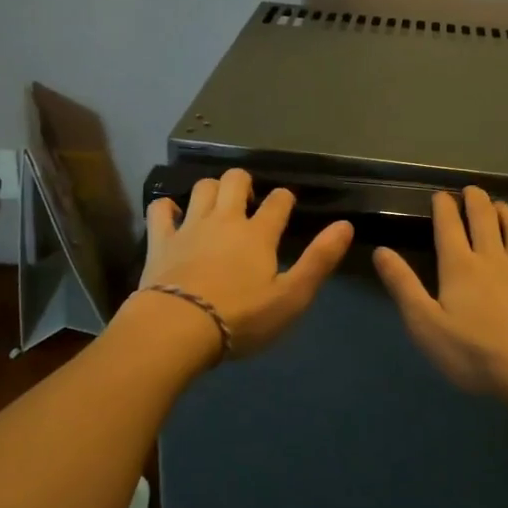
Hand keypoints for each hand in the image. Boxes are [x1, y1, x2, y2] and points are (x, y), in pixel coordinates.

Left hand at [139, 168, 353, 357]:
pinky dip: (168, 207)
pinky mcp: (161, 240)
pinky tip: (174, 216)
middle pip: (235, 180)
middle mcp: (225, 220)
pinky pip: (161, 209)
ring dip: (211, 190)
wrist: (178, 327)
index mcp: (258, 234)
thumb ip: (319, 260)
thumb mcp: (291, 297)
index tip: (285, 206)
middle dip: (244, 183)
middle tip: (247, 202)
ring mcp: (190, 226)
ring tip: (216, 206)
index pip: (278, 201)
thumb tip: (346, 225)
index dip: (284, 199)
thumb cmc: (241, 318)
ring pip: (202, 187)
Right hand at [373, 186, 507, 394]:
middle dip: (476, 200)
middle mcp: (492, 258)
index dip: (444, 207)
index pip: (448, 226)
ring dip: (507, 211)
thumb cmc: (473, 353)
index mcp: (459, 266)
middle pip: (484, 218)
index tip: (440, 195)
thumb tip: (381, 251)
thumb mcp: (425, 324)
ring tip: (501, 205)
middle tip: (472, 190)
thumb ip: (403, 286)